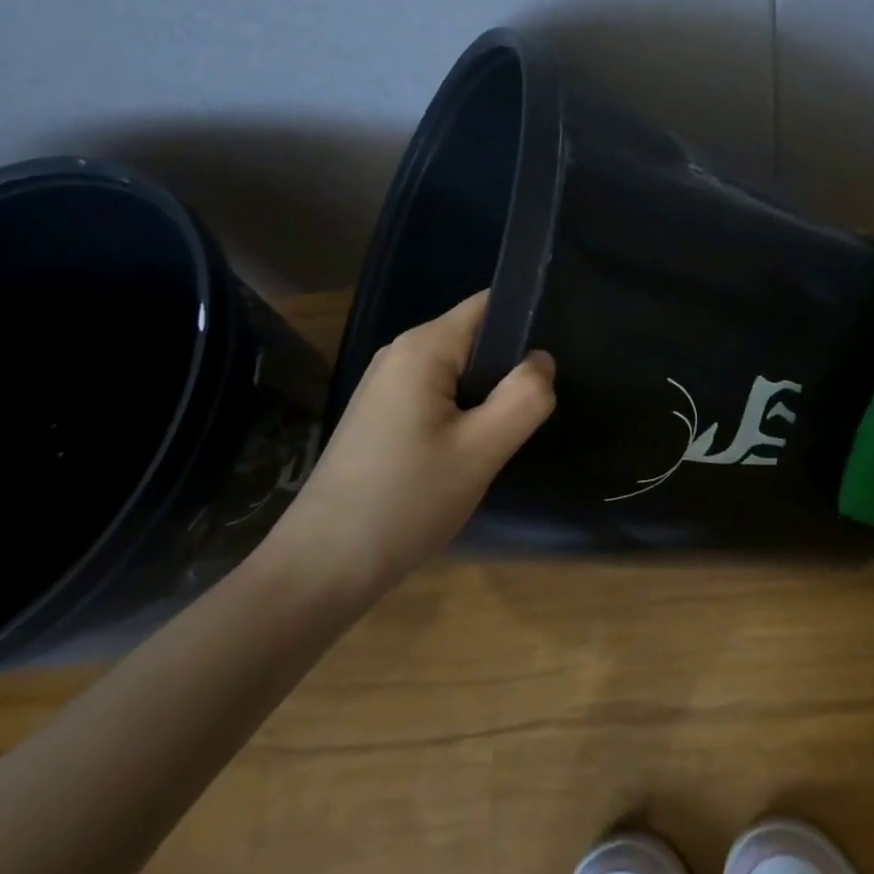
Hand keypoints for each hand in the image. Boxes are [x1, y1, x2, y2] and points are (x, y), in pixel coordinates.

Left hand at [255, 291, 555, 601]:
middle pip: (474, 338)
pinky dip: (460, 414)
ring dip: (484, 396)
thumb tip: (541, 360)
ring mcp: (385, 384)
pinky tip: (466, 453)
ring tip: (503, 436)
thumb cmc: (405, 501)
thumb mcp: (480, 451)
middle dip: (507, 368)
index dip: (527, 322)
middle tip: (531, 413)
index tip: (552, 365)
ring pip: (456, 371)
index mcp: (422, 347)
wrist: (321, 567)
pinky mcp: (380, 414)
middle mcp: (400, 353)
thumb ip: (523, 398)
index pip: (489, 306)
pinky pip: (435, 395)